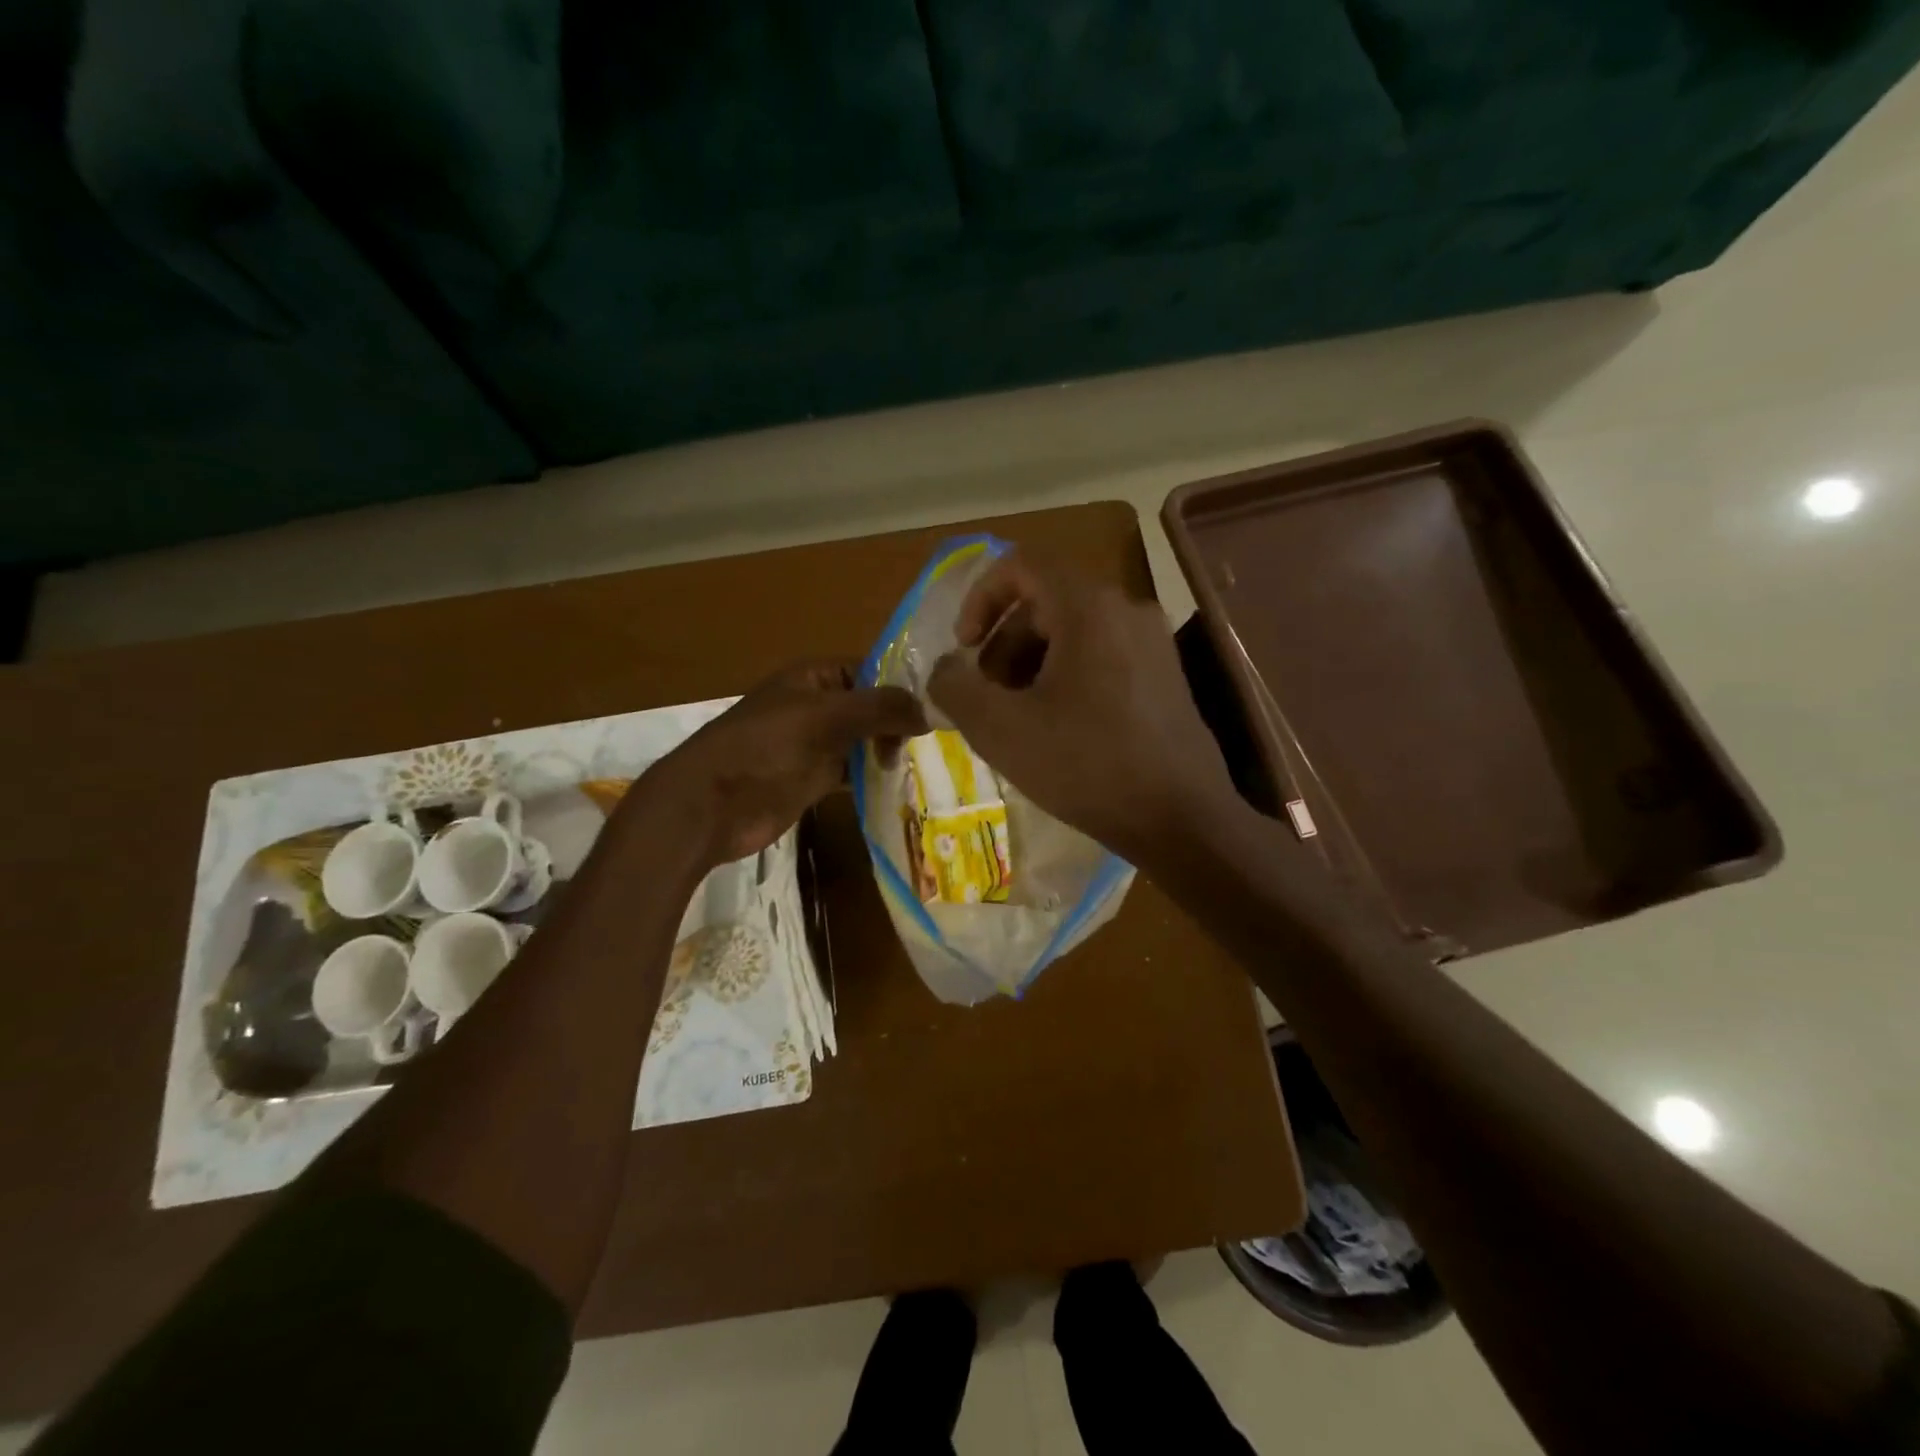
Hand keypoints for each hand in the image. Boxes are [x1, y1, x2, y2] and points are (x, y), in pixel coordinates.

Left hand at [649, 661, 924, 866]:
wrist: (711, 804)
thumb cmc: (765, 747)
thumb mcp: (826, 717)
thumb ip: (880, 708)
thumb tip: (929, 712)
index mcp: (814, 677)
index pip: (870, 669)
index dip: (902, 685)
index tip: (939, 705)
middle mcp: (817, 705)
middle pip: (870, 706)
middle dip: (899, 721)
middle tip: (935, 741)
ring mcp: (814, 743)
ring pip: (864, 740)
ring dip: (889, 750)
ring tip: (926, 763)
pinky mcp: (813, 778)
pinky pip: (853, 771)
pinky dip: (873, 776)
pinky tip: (900, 784)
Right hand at [926, 553, 1242, 869]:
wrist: (1181, 820)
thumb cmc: (1086, 766)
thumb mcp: (1000, 729)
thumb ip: (955, 687)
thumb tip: (945, 670)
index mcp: (1089, 608)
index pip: (1022, 565)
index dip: (980, 598)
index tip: (964, 648)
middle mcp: (1127, 610)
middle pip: (1046, 602)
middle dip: (1003, 644)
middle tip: (985, 696)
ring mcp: (1153, 643)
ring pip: (1073, 632)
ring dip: (1031, 664)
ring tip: (1016, 718)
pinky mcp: (1165, 677)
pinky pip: (1102, 656)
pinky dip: (1065, 677)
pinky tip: (1055, 729)